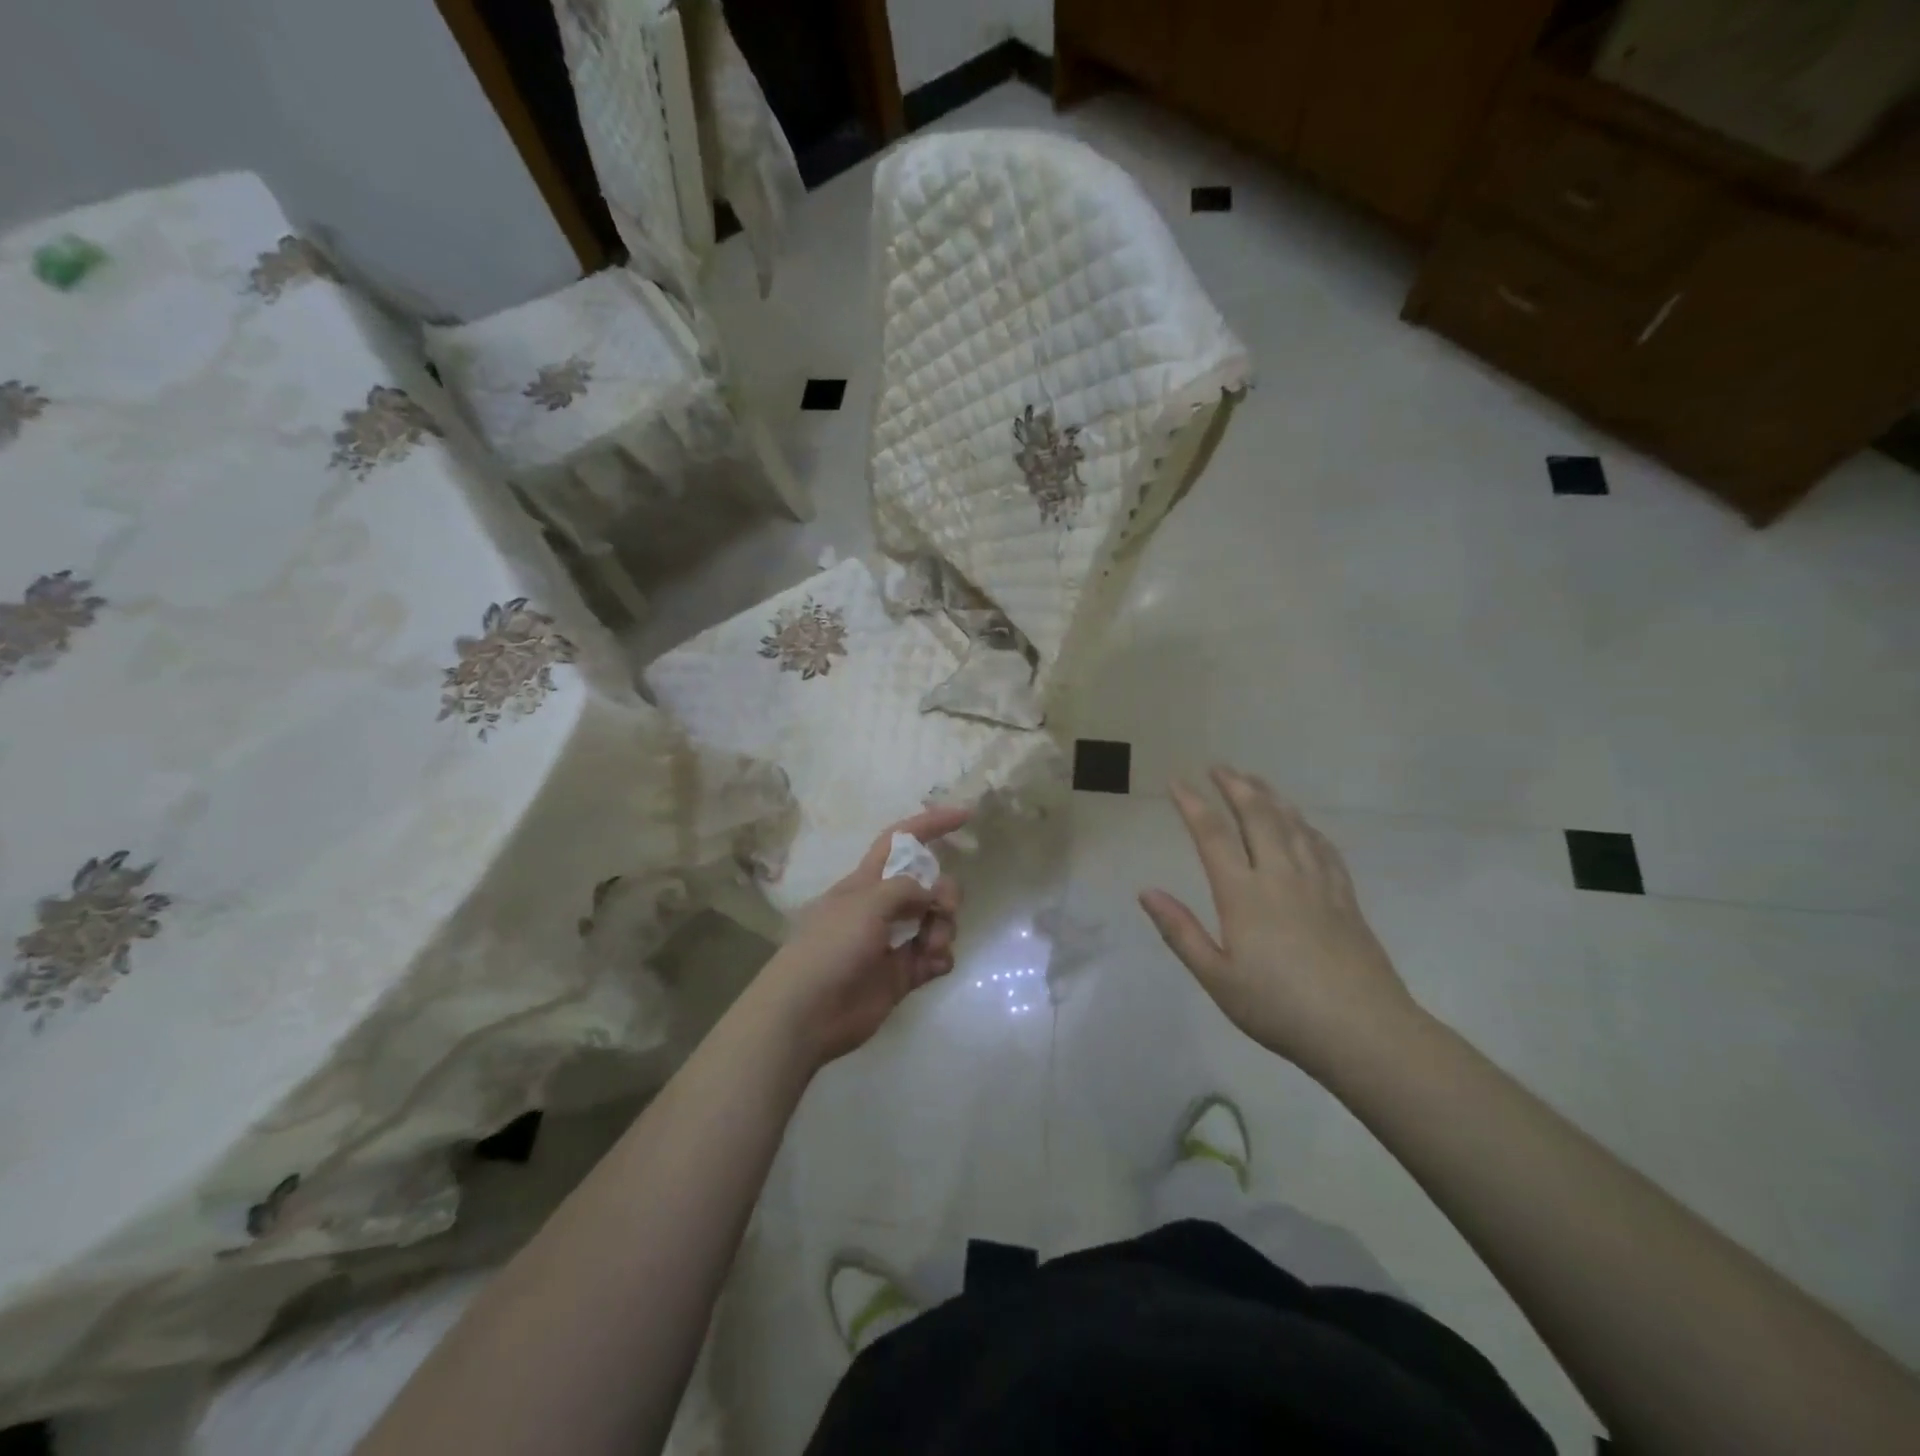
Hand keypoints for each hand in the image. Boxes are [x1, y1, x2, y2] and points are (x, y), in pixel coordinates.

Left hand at [753, 807, 967, 1067]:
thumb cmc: (830, 947)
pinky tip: (933, 965)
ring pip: (936, 922)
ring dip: (943, 929)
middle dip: (945, 892)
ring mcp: (892, 942)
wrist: (806, 1013)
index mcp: (866, 881)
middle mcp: (882, 907)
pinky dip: (940, 958)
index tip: (965, 816)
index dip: (930, 824)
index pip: (900, 840)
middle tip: (943, 909)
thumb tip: (929, 894)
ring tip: (932, 948)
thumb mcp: (867, 902)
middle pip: (928, 885)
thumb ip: (905, 889)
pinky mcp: (901, 975)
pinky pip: (934, 958)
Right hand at [1139, 767, 1418, 1079]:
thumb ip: (1181, 932)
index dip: (1193, 804)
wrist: (1363, 1031)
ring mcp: (1317, 884)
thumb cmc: (1279, 1008)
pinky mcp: (1345, 898)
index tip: (1177, 782)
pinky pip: (1323, 848)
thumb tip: (1146, 891)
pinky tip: (1303, 824)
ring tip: (1255, 780)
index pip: (1213, 835)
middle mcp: (1280, 876)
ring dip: (1271, 797)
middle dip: (1235, 786)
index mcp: (1243, 894)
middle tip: (1219, 766)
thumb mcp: (1217, 978)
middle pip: (1257, 817)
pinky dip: (1307, 827)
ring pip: (1293, 825)